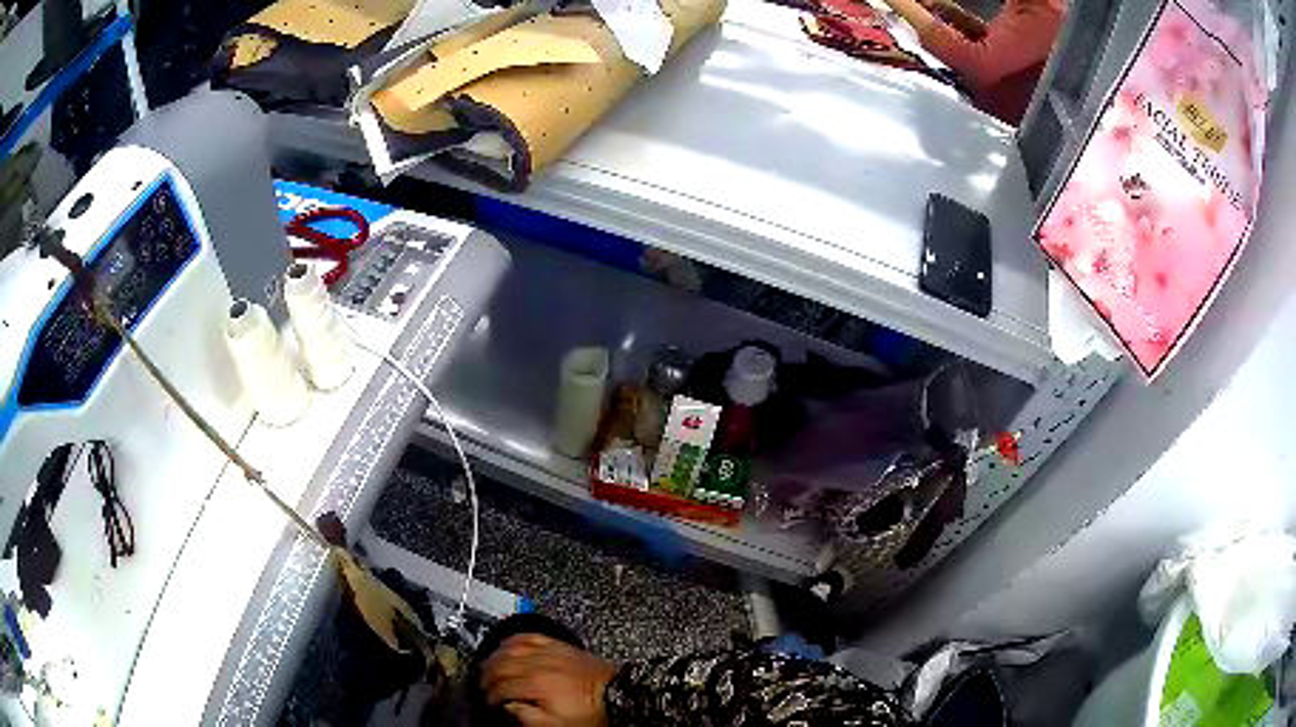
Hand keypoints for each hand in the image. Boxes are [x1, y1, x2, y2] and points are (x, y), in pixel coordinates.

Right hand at [481, 634, 617, 726]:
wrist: (619, 695)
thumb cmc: (593, 713)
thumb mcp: (561, 725)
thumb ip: (530, 718)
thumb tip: (509, 708)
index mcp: (538, 684)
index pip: (502, 687)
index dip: (490, 696)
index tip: (487, 703)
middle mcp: (541, 663)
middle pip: (501, 665)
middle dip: (486, 677)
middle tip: (481, 686)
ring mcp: (550, 651)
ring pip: (511, 648)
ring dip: (494, 657)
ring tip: (487, 667)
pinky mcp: (560, 645)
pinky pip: (530, 636)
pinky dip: (513, 639)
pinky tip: (506, 645)